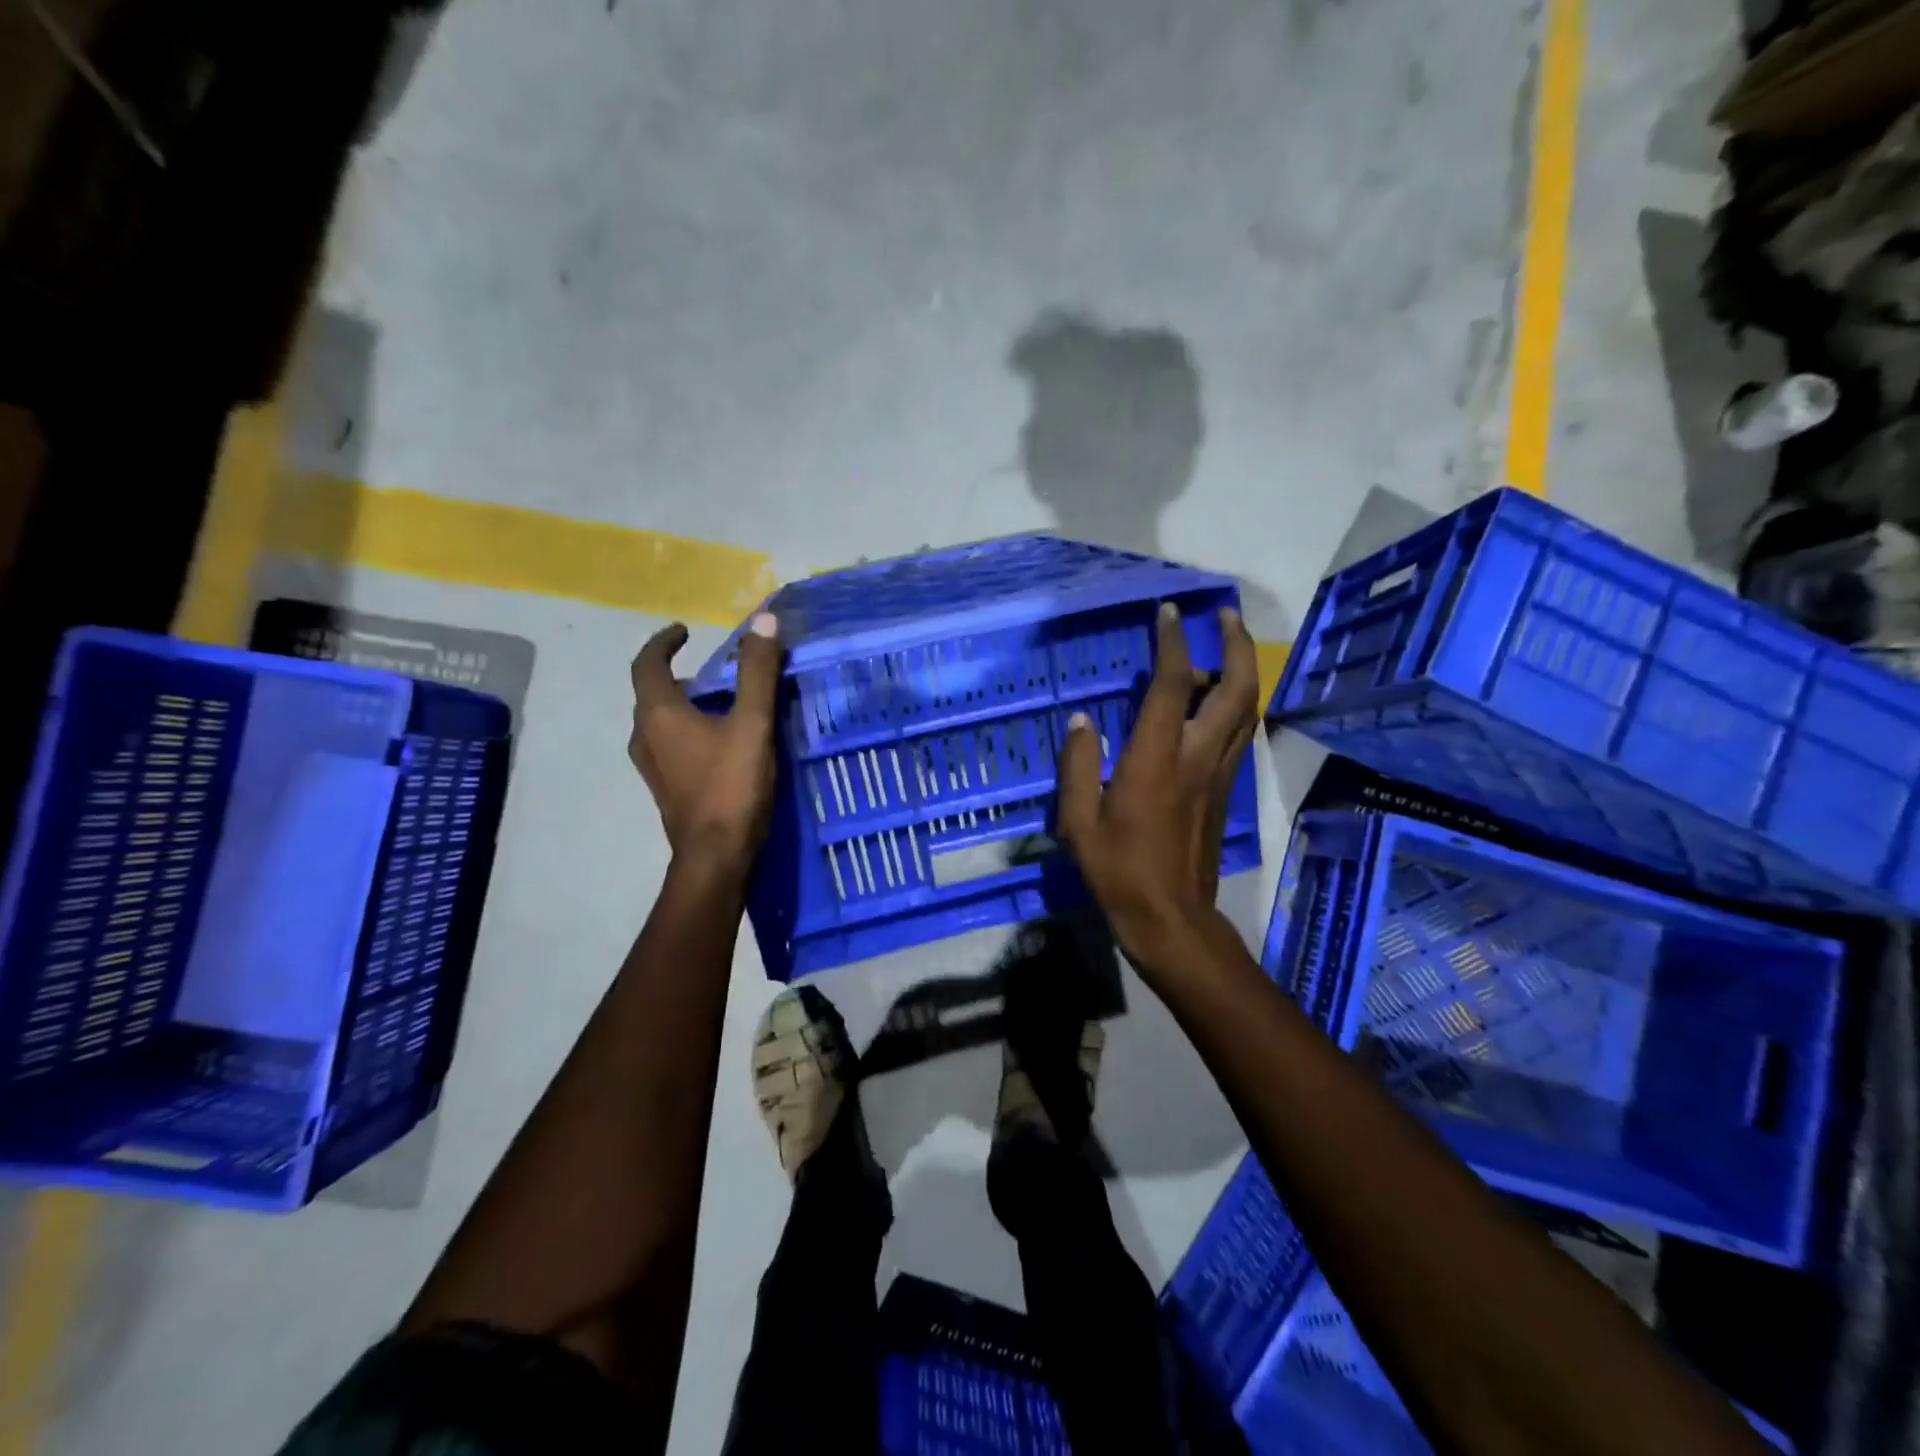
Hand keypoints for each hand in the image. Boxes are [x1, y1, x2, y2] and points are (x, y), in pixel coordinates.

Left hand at [629, 612, 784, 873]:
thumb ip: (757, 673)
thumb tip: (764, 622)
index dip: (664, 642)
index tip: (684, 630)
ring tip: (721, 701)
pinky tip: (721, 741)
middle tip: (714, 668)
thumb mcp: (752, 724)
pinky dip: (689, 729)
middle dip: (679, 674)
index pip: (647, 664)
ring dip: (684, 704)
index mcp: (658, 714)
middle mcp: (644, 736)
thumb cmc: (731, 786)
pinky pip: (670, 744)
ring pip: (661, 721)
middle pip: (653, 693)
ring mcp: (652, 766)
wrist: (715, 857)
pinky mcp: (666, 788)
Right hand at [1056, 603, 1258, 972]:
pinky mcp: (1226, 791)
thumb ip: (1078, 765)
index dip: (1173, 643)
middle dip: (1234, 645)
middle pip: (1235, 689)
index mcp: (1157, 759)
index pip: (1174, 685)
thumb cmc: (1118, 868)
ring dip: (1242, 671)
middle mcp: (1198, 757)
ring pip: (1247, 710)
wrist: (1170, 917)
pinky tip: (1217, 701)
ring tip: (1224, 649)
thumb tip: (1081, 720)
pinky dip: (1236, 704)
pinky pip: (1240, 734)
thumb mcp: (1078, 820)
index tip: (1169, 613)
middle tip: (1224, 616)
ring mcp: (1219, 774)